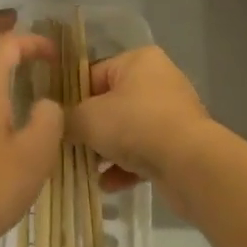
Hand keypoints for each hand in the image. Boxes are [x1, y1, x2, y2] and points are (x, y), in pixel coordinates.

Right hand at [68, 45, 215, 200]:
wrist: (190, 164)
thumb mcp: (88, 118)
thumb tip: (56, 124)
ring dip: (106, 151)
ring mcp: (172, 113)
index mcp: (138, 60)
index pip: (93, 74)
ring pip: (128, 130)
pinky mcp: (180, 144)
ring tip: (86, 169)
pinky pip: (144, 152)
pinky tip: (107, 185)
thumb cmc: (136, 125)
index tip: (56, 122)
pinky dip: (126, 167)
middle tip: (69, 147)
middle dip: (90, 128)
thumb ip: (67, 119)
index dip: (72, 98)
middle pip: (110, 103)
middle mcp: (158, 80)